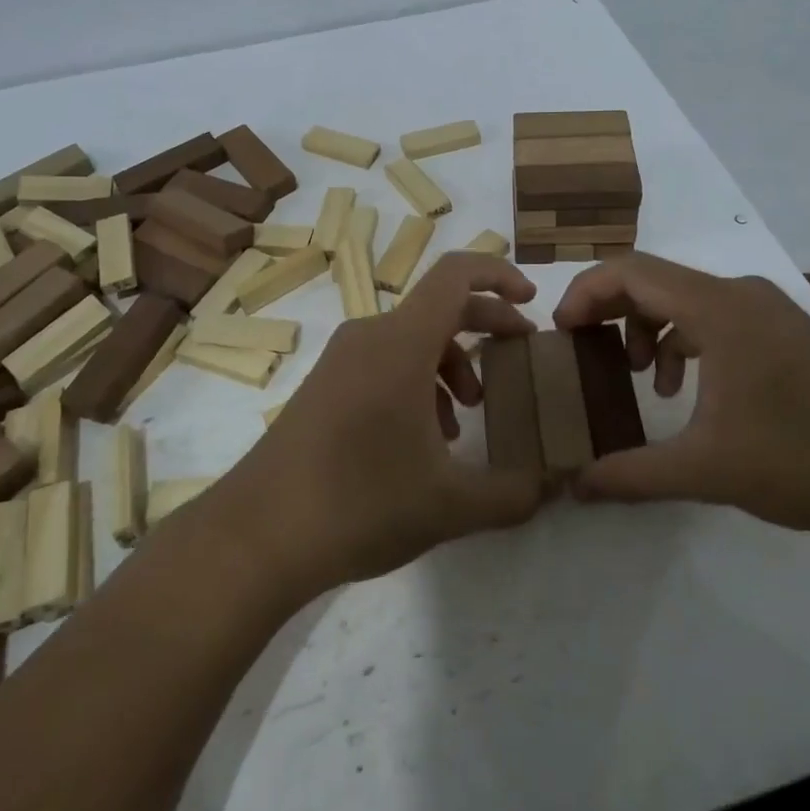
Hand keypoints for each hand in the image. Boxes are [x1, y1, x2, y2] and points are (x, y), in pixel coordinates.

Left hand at [220, 253, 549, 597]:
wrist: (257, 536)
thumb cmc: (360, 503)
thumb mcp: (450, 505)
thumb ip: (512, 493)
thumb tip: (551, 486)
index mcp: (402, 342)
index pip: (456, 274)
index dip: (499, 275)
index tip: (530, 302)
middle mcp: (370, 336)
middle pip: (440, 307)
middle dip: (487, 326)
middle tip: (520, 356)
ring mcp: (341, 360)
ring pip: (412, 338)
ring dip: (451, 362)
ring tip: (468, 417)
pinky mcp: (324, 386)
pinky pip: (384, 362)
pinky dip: (417, 381)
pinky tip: (425, 439)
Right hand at [552, 252, 809, 534]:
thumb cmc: (798, 459)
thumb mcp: (704, 470)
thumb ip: (632, 474)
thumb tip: (576, 487)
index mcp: (716, 308)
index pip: (630, 272)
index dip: (585, 292)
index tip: (562, 331)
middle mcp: (739, 293)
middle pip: (654, 279)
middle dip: (611, 310)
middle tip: (583, 349)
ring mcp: (766, 308)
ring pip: (685, 297)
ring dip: (649, 328)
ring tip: (641, 377)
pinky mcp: (783, 330)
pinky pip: (715, 315)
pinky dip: (685, 340)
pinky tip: (688, 389)